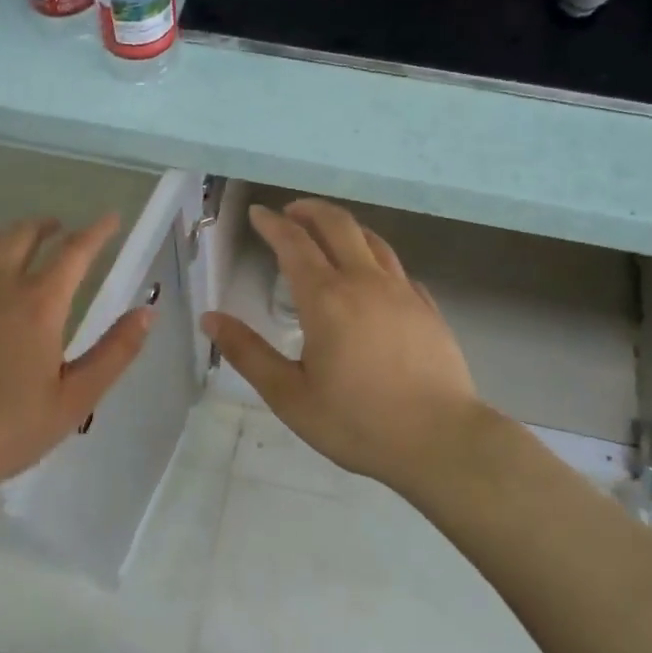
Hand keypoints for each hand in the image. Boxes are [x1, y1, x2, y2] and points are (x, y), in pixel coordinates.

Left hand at [0, 215, 151, 523]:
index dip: (97, 231)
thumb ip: (116, 352)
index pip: (75, 251)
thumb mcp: (77, 398)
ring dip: (3, 239)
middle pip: (21, 234)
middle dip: (45, 225)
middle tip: (58, 230)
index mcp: (39, 305)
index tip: (111, 218)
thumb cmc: (11, 429)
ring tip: (13, 248)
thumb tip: (147, 312)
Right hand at [202, 199, 500, 503]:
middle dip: (310, 211)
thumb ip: (248, 353)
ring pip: (372, 240)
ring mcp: (402, 292)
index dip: (272, 224)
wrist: (441, 441)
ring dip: (344, 227)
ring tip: (327, 232)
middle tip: (290, 212)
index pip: (294, 244)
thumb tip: (210, 318)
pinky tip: (372, 276)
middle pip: (337, 226)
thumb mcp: (289, 396)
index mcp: (326, 299)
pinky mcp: (427, 308)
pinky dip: (374, 257)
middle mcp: (365, 282)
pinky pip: (396, 268)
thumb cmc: (357, 423)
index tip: (258, 213)